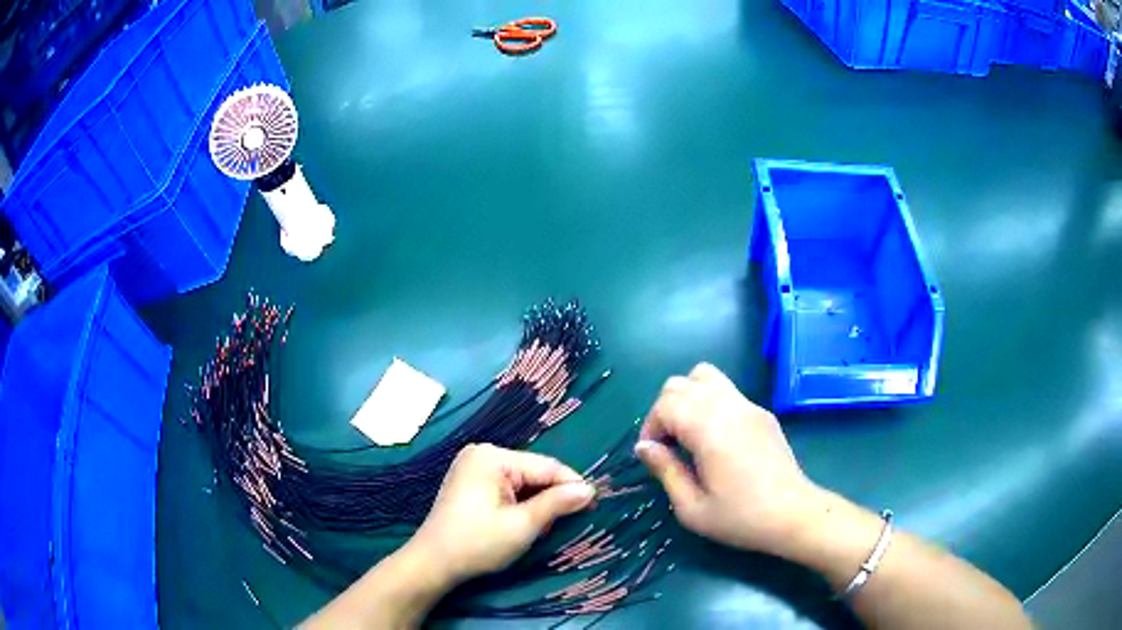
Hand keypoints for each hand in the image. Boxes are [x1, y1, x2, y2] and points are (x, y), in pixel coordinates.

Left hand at [408, 443, 595, 585]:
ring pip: (522, 482)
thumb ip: (557, 504)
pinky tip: (523, 523)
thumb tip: (589, 489)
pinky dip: (520, 505)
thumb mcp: (522, 525)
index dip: (572, 486)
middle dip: (552, 497)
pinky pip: (507, 488)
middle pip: (533, 472)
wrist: (433, 564)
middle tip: (569, 522)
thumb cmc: (477, 544)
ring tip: (544, 527)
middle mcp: (482, 454)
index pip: (546, 466)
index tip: (594, 505)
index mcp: (492, 457)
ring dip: (537, 503)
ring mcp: (473, 468)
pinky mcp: (470, 484)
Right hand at [635, 363, 821, 556]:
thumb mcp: (692, 508)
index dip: (651, 426)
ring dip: (687, 399)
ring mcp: (749, 406)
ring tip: (688, 433)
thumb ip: (666, 471)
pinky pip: (727, 391)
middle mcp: (729, 407)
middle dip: (665, 410)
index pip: (667, 404)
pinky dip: (710, 403)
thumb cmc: (741, 518)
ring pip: (706, 376)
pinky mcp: (762, 413)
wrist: (793, 515)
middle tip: (668, 445)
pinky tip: (716, 439)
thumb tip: (644, 447)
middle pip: (682, 383)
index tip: (654, 456)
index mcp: (710, 430)